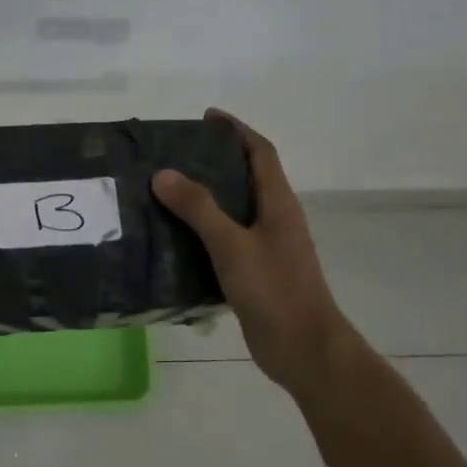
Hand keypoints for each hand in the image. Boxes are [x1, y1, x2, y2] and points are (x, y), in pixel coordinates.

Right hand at [152, 109, 349, 396]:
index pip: (260, 153)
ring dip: (205, 199)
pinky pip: (225, 242)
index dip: (236, 131)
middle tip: (174, 156)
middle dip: (215, 161)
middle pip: (246, 178)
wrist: (303, 349)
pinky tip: (173, 240)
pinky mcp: (254, 274)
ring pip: (234, 212)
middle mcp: (275, 220)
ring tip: (165, 192)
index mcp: (278, 204)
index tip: (207, 117)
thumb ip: (199, 209)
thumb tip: (163, 173)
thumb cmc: (274, 291)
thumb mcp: (232, 246)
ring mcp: (266, 248)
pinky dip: (202, 233)